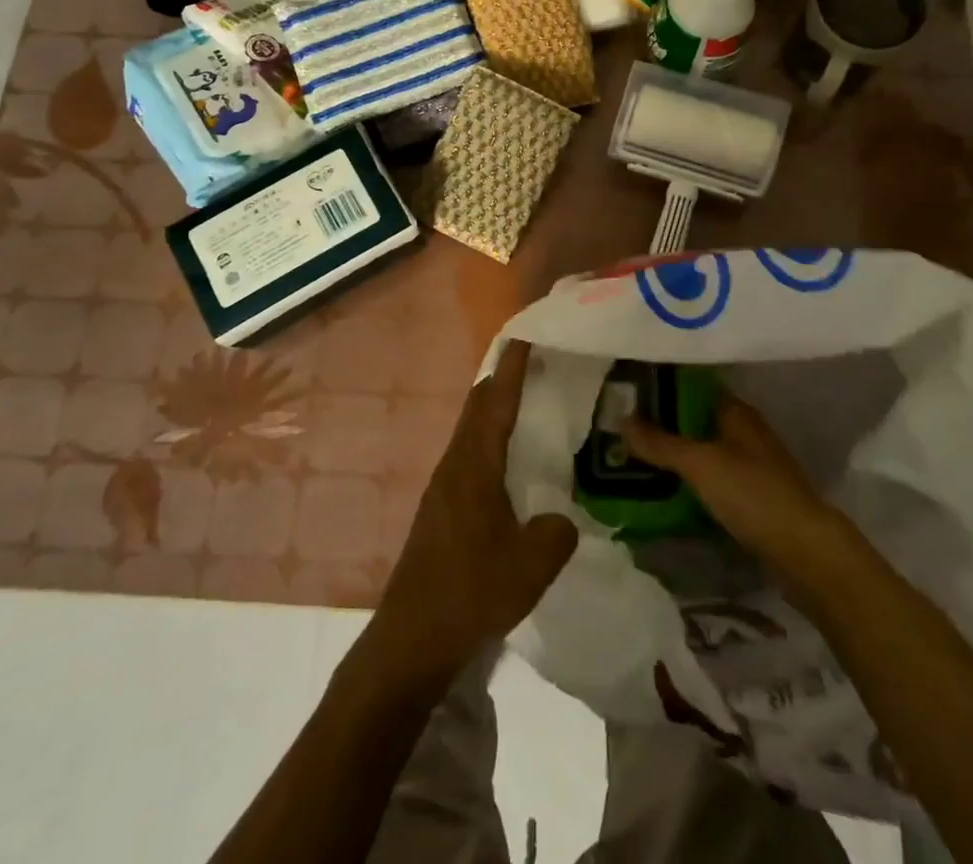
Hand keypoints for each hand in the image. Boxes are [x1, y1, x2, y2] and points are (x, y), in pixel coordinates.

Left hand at [374, 342, 577, 679]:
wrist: (412, 635)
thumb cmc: (472, 590)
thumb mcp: (532, 564)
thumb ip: (557, 532)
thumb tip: (560, 519)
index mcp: (475, 465)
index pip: (497, 403)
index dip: (513, 369)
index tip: (526, 337)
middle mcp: (455, 465)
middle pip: (477, 408)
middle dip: (501, 380)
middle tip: (532, 364)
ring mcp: (442, 487)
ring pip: (469, 431)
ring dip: (492, 411)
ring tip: (523, 404)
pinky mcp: (439, 508)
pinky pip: (467, 455)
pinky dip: (487, 440)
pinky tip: (505, 462)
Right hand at [621, 392, 844, 588]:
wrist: (806, 552)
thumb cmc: (752, 493)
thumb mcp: (700, 463)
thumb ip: (660, 443)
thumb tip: (621, 419)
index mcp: (736, 411)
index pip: (692, 386)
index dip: (660, 387)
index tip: (625, 392)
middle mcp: (743, 432)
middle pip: (694, 419)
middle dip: (661, 424)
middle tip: (620, 428)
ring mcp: (749, 465)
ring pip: (701, 450)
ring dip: (673, 455)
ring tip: (631, 458)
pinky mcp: (750, 497)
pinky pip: (709, 478)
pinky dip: (687, 480)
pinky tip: (662, 489)